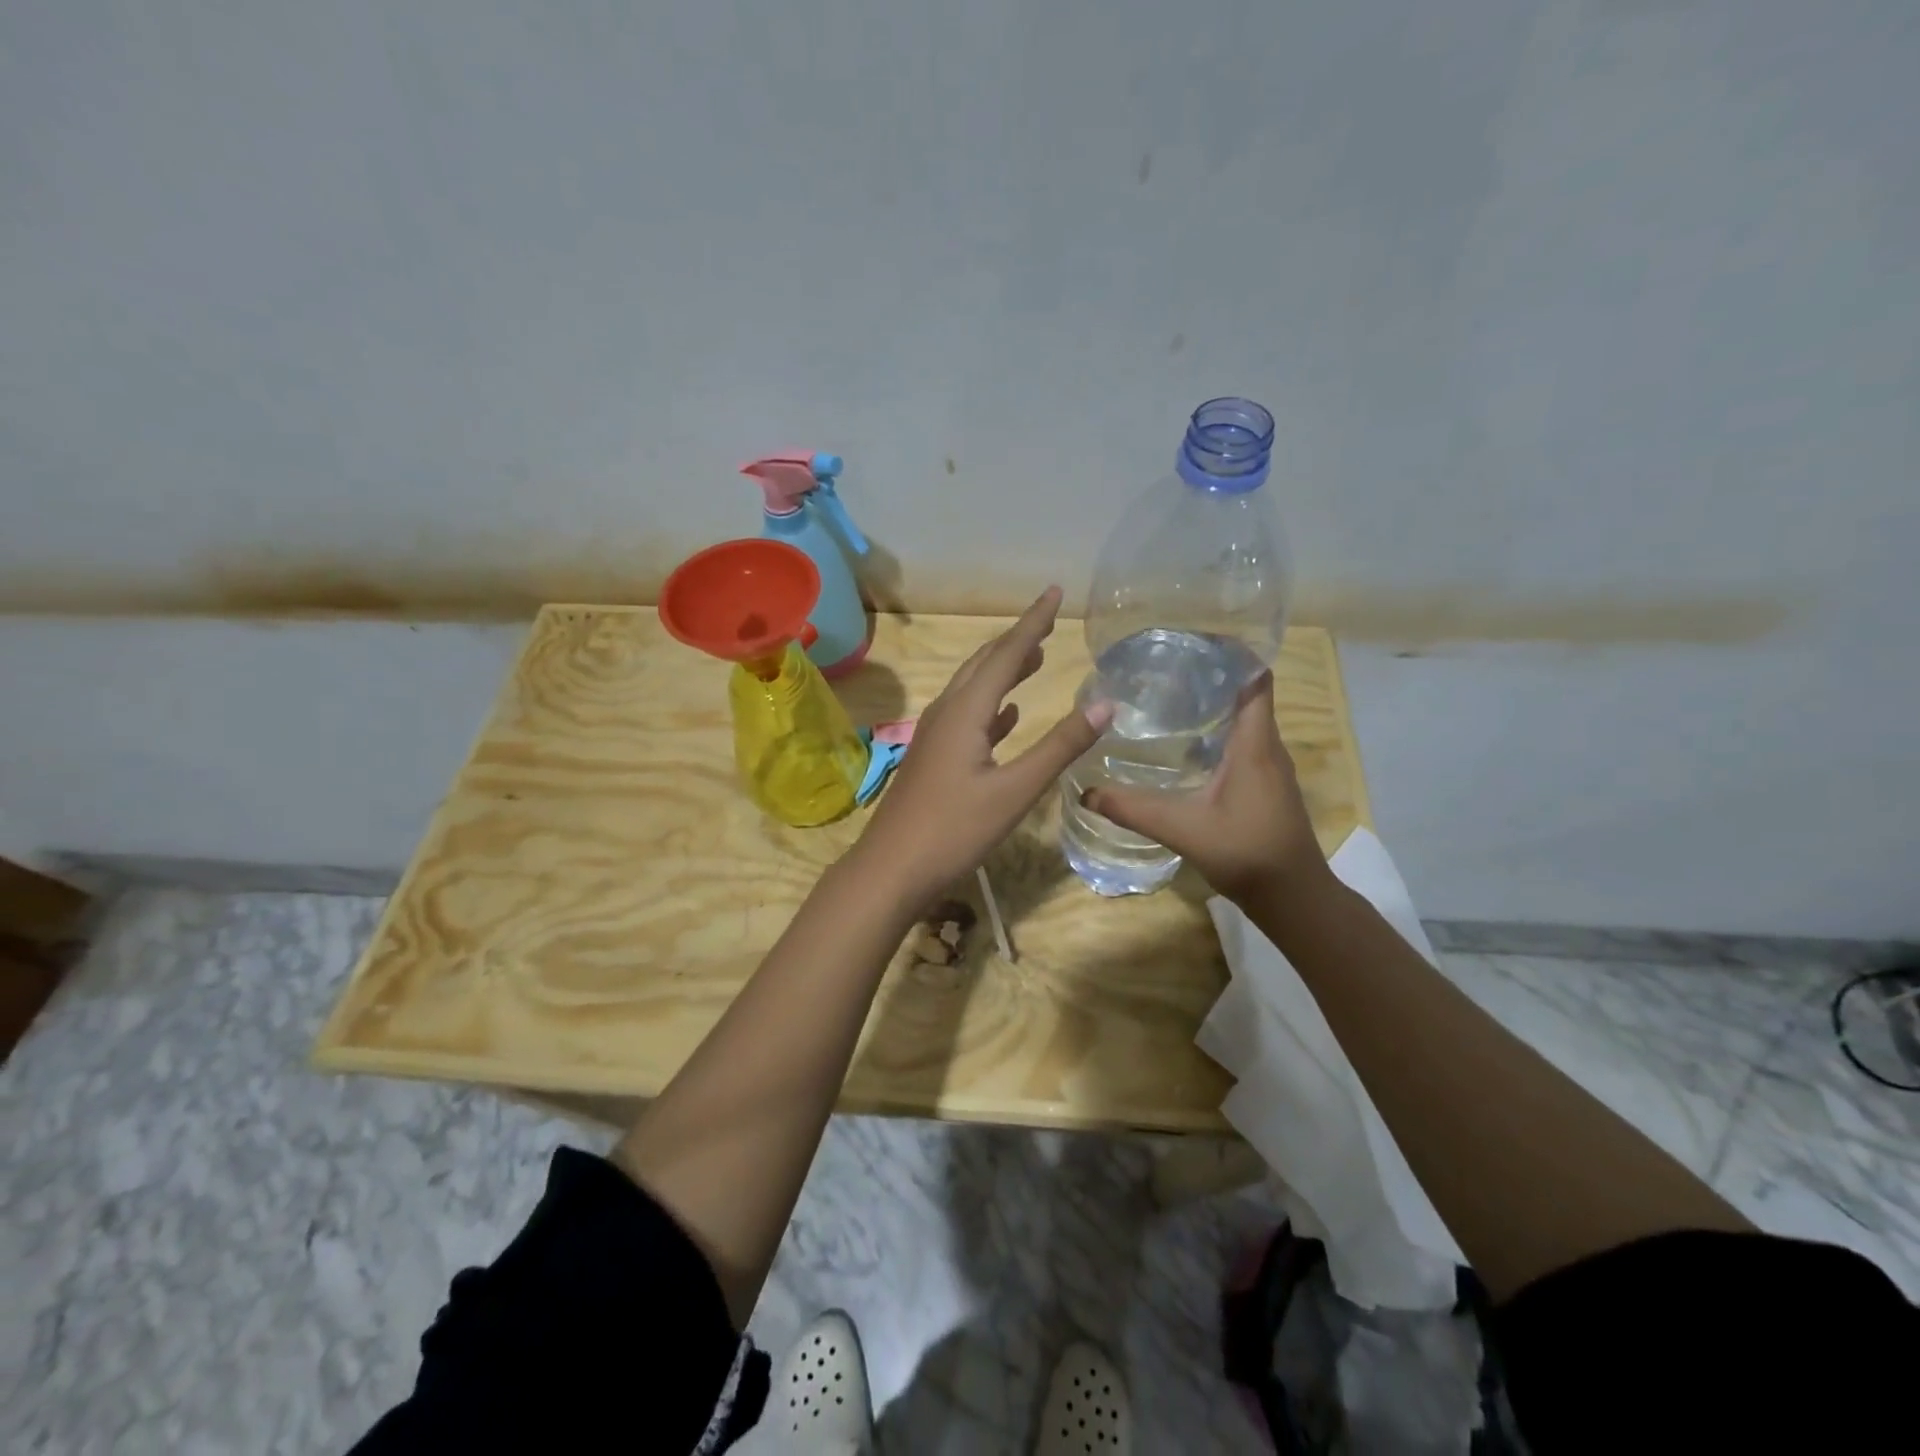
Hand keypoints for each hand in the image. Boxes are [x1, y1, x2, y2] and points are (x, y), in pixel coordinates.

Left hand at [854, 587, 1112, 900]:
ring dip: (1004, 669)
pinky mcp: (934, 758)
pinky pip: (967, 717)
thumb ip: (1059, 747)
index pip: (1006, 653)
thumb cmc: (954, 830)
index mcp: (966, 711)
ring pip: (974, 688)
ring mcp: (936, 735)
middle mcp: (947, 712)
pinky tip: (1006, 715)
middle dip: (1017, 639)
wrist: (891, 868)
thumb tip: (1106, 704)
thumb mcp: (1015, 791)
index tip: (1055, 591)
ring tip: (1034, 657)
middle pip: (985, 663)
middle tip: (1048, 620)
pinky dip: (991, 706)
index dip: (1034, 621)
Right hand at [1082, 670, 1328, 905]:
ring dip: (1212, 701)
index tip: (1191, 639)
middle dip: (1210, 673)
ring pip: (1243, 717)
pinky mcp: (1263, 782)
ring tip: (1167, 694)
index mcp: (1255, 743)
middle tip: (1163, 665)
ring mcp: (1267, 765)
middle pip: (1246, 692)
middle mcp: (1266, 745)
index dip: (1231, 653)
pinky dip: (1215, 728)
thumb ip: (1134, 809)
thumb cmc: (1248, 853)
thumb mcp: (1184, 829)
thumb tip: (1086, 792)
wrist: (1293, 897)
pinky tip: (1182, 740)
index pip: (1254, 679)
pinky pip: (1241, 739)